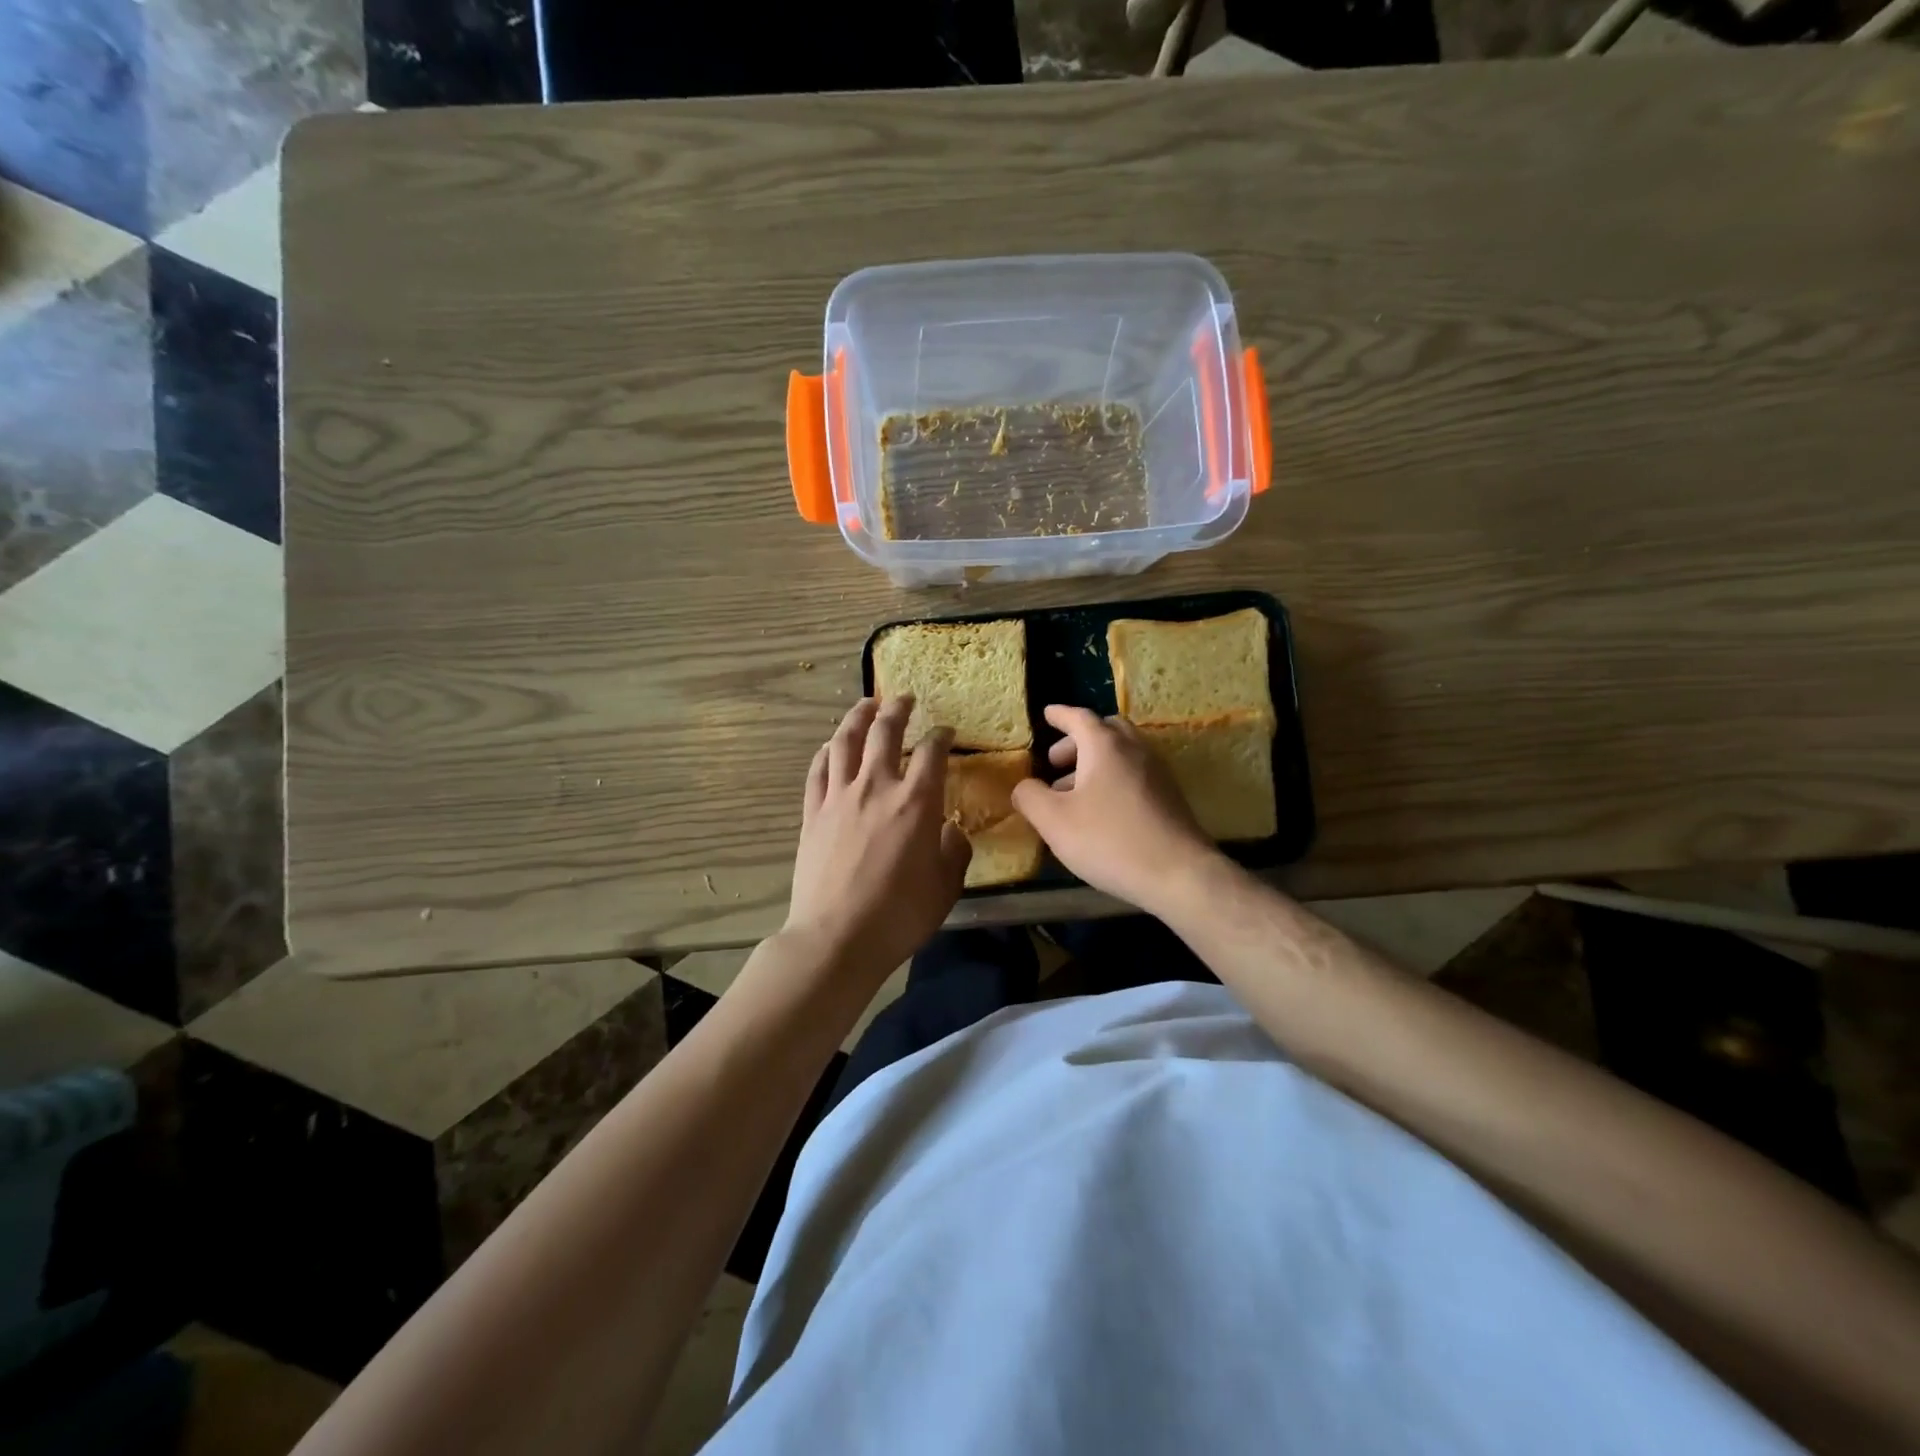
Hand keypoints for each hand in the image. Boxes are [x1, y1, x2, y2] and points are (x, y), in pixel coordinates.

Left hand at [785, 696, 971, 980]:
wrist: (837, 938)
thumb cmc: (900, 915)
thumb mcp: (947, 886)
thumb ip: (954, 850)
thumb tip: (949, 830)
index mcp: (917, 801)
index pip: (932, 751)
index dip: (941, 735)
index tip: (945, 730)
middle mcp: (877, 787)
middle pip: (885, 732)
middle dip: (897, 709)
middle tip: (904, 698)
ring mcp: (839, 797)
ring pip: (846, 741)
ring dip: (857, 717)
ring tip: (865, 705)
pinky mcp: (813, 813)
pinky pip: (818, 770)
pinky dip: (827, 751)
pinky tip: (831, 746)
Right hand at [1010, 705, 1221, 912]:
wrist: (1180, 874)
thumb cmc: (1110, 840)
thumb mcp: (1054, 821)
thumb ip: (1030, 797)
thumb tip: (1023, 786)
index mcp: (1105, 746)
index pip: (1079, 717)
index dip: (1060, 715)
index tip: (1047, 714)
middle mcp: (1134, 750)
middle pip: (1105, 731)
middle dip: (1077, 741)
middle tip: (1055, 761)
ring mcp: (1157, 772)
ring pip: (1122, 754)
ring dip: (1094, 763)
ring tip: (1072, 792)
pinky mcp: (1169, 797)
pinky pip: (1134, 774)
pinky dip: (1112, 779)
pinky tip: (1101, 811)